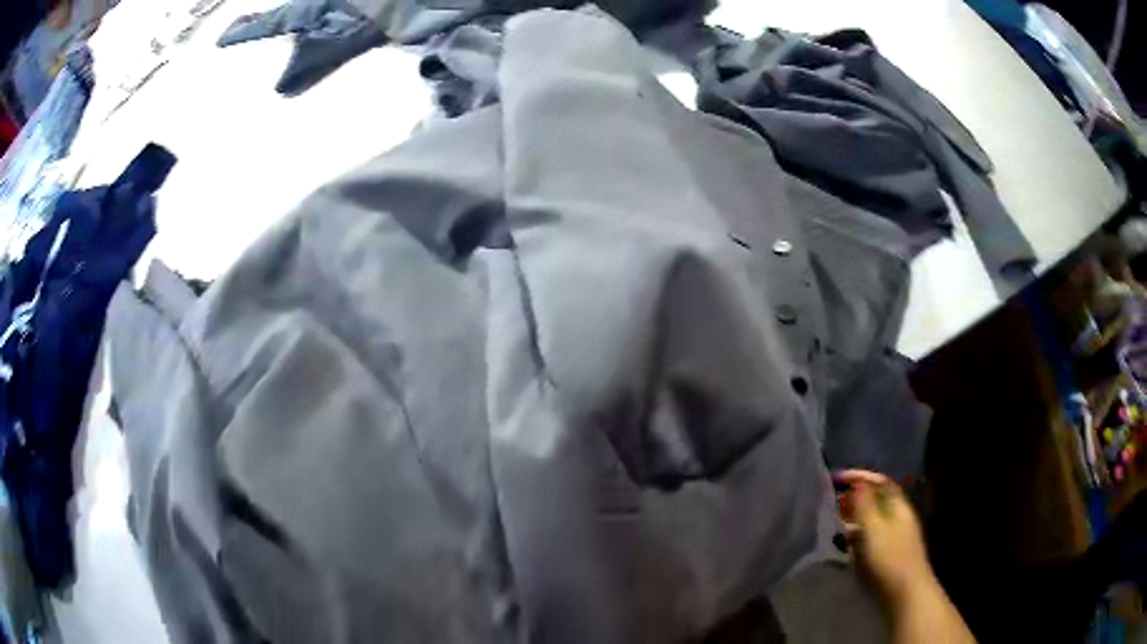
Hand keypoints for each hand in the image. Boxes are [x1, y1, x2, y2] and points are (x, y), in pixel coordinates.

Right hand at [836, 469, 933, 604]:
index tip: (838, 478)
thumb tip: (857, 483)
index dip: (860, 477)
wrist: (905, 593)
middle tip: (832, 501)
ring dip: (854, 518)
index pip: (881, 482)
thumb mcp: (873, 529)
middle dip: (855, 498)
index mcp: (898, 506)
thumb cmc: (889, 558)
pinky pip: (870, 537)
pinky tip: (845, 545)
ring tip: (834, 523)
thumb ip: (864, 505)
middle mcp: (899, 517)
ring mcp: (895, 536)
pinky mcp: (889, 554)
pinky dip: (857, 535)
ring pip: (872, 520)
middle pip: (877, 500)